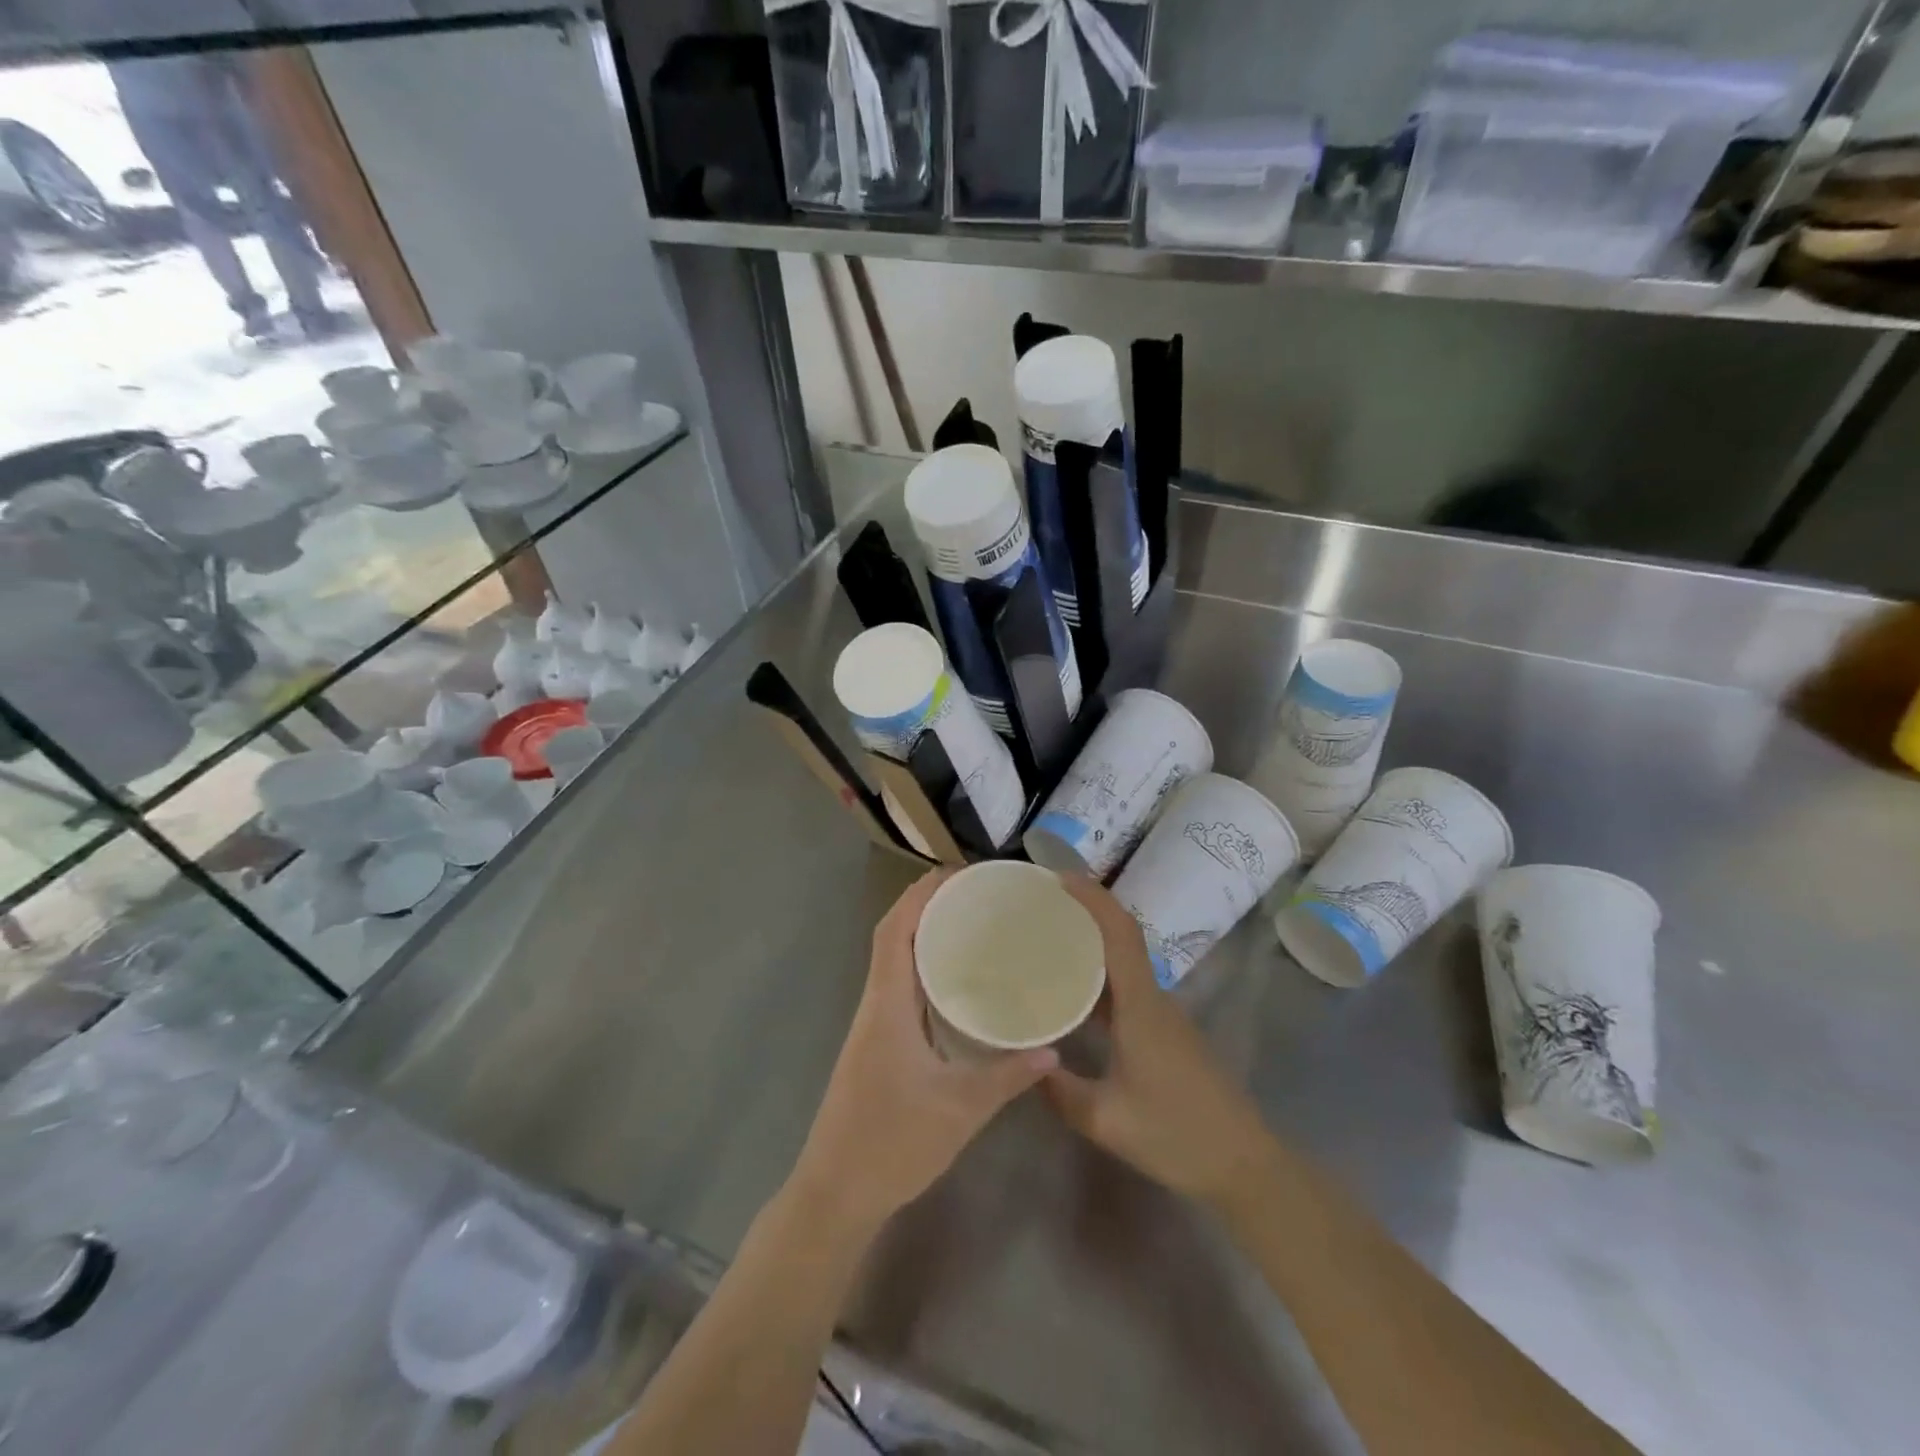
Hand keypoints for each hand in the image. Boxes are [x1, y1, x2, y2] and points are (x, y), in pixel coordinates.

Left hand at [789, 871, 1056, 1239]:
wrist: (835, 1193)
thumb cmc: (891, 1144)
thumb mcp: (959, 1110)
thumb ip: (1007, 1076)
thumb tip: (1053, 1048)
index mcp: (887, 1004)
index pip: (895, 929)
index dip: (921, 893)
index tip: (959, 872)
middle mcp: (875, 1003)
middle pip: (893, 934)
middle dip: (926, 903)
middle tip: (975, 891)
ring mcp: (872, 1023)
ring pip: (893, 959)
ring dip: (922, 931)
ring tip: (970, 920)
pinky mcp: (876, 1042)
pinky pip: (899, 985)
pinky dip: (922, 965)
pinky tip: (955, 979)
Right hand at [1044, 877, 1274, 1207]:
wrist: (1244, 1165)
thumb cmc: (1177, 1136)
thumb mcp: (1106, 1120)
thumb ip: (1059, 1090)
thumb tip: (1023, 1061)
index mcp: (1141, 1007)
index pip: (1120, 933)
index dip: (1093, 898)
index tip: (1059, 878)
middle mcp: (1154, 999)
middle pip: (1121, 938)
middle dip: (1084, 913)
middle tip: (1039, 907)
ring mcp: (1163, 1015)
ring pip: (1124, 964)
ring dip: (1090, 945)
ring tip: (1046, 942)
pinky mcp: (1166, 1032)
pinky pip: (1127, 988)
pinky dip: (1099, 977)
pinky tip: (1073, 994)